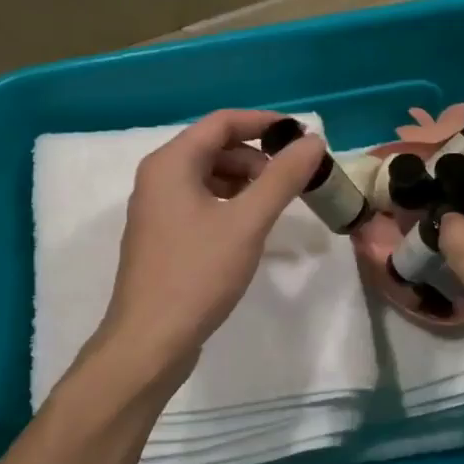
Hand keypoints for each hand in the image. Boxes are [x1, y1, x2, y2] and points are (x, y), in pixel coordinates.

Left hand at [98, 109, 324, 381]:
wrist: (150, 341)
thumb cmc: (197, 274)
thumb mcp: (247, 222)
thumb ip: (282, 177)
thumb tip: (313, 140)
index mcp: (171, 163)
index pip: (222, 122)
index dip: (264, 123)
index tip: (302, 137)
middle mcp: (158, 177)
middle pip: (215, 147)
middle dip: (257, 157)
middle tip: (294, 180)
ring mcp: (158, 208)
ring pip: (209, 176)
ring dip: (246, 181)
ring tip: (276, 205)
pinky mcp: (163, 236)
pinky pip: (201, 202)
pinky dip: (230, 203)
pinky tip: (251, 227)